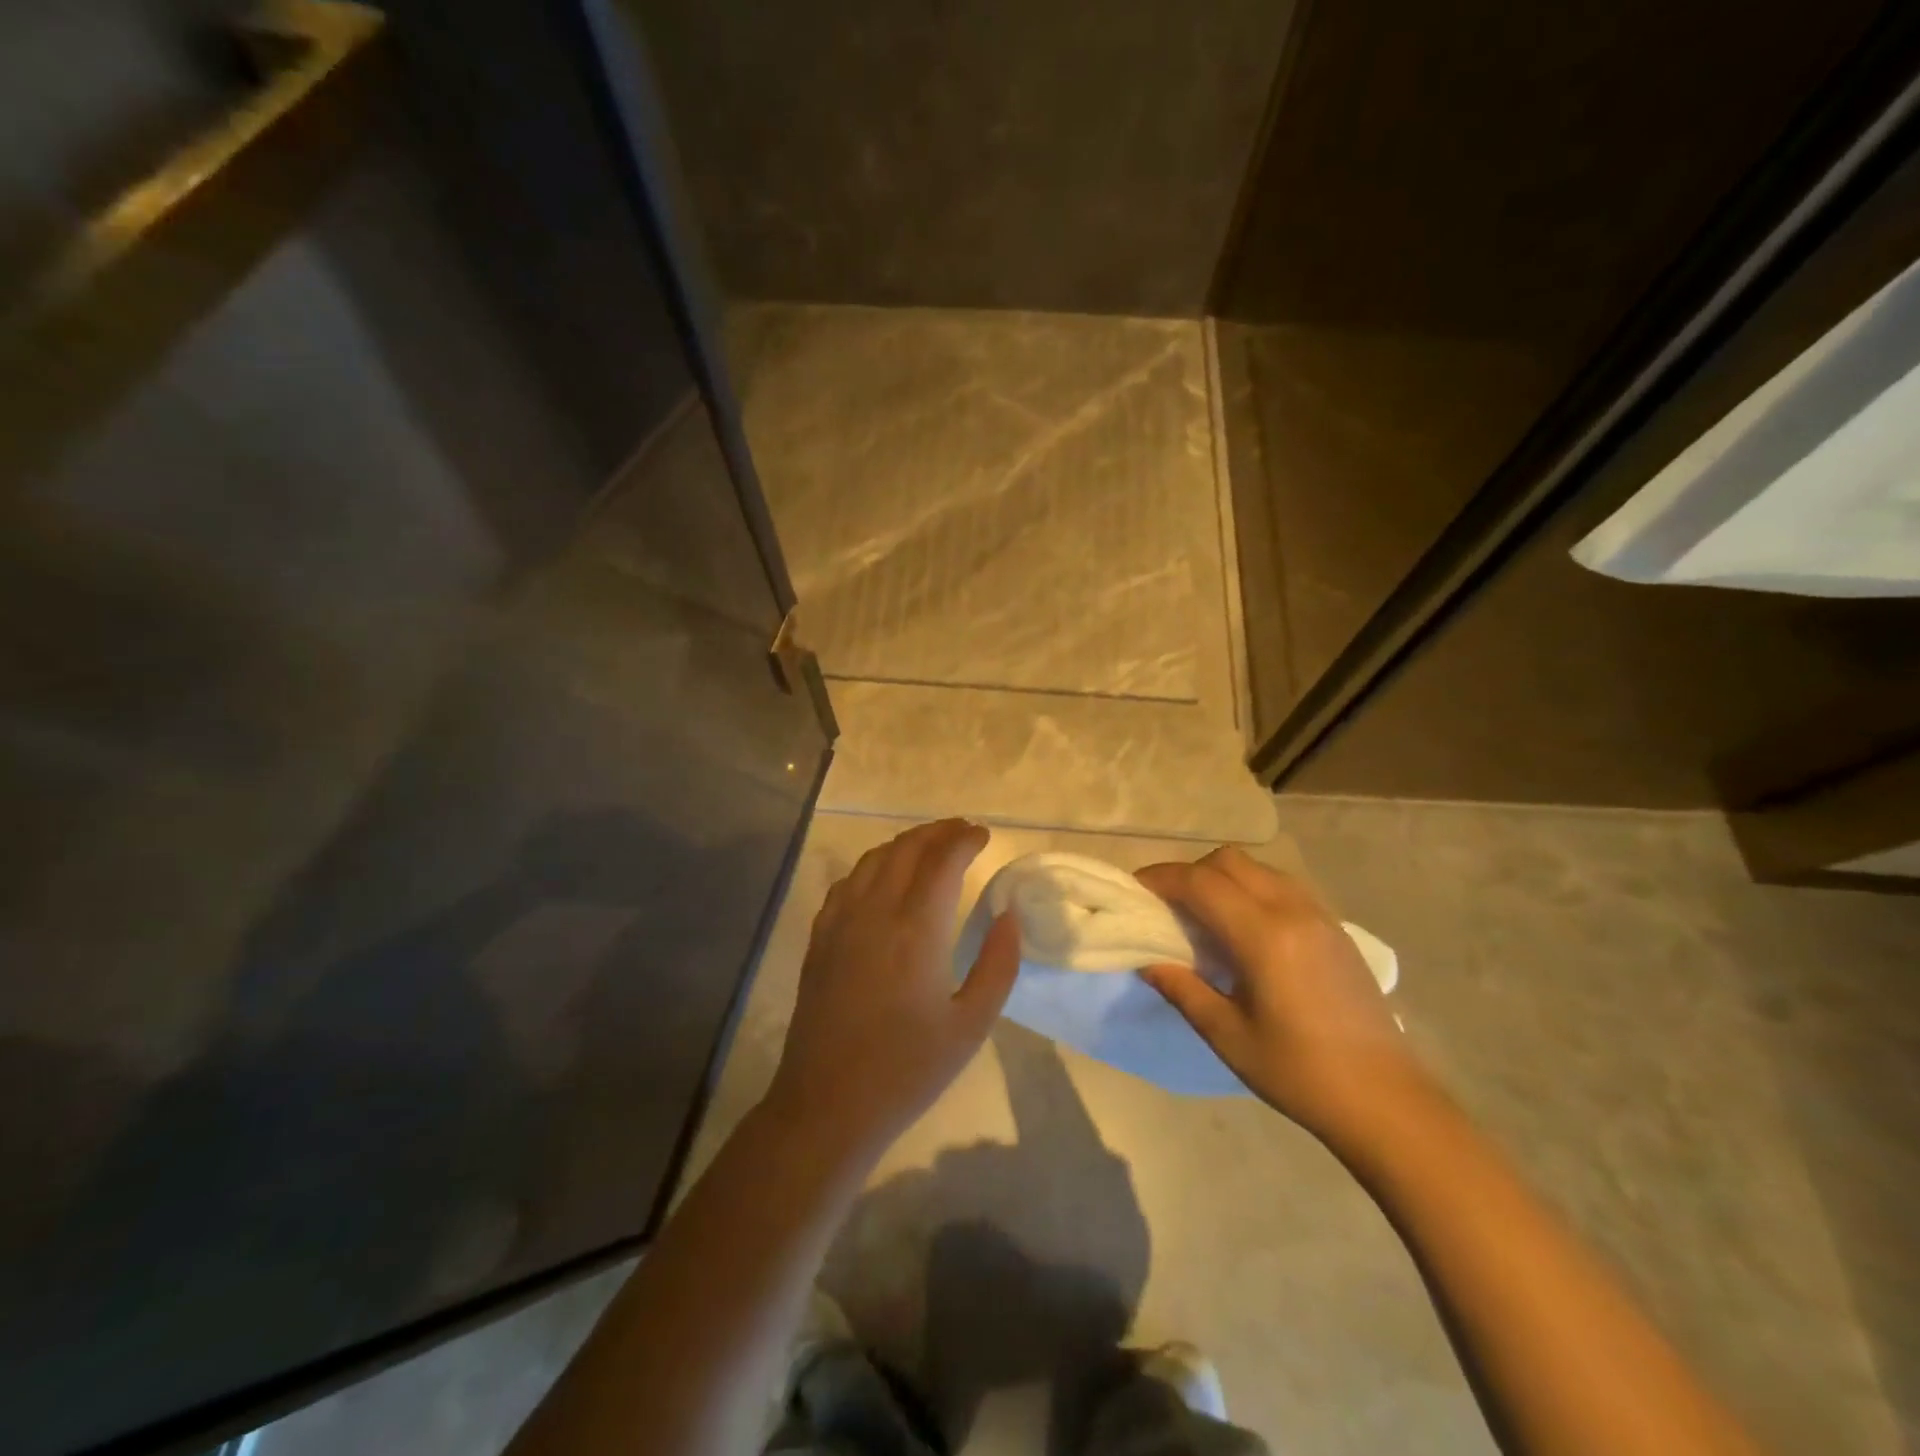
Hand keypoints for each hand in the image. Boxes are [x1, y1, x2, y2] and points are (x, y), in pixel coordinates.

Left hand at [766, 819, 1019, 1160]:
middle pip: (906, 848)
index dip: (964, 840)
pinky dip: (873, 865)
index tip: (984, 835)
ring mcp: (840, 922)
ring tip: (930, 846)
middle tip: (963, 831)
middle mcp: (875, 912)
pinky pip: (847, 882)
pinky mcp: (820, 938)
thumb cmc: (907, 1070)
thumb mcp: (970, 1025)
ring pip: (873, 859)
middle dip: (938, 832)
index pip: (942, 861)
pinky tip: (883, 878)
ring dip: (905, 843)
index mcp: (916, 930)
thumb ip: (998, 965)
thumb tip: (1009, 915)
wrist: (828, 1105)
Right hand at [1135, 847, 1426, 1142]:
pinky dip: (1250, 890)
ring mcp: (1319, 916)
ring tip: (1202, 916)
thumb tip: (1146, 959)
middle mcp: (1292, 911)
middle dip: (1190, 873)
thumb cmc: (1300, 1073)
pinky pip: (1282, 886)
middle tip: (1167, 906)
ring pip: (1258, 868)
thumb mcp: (1227, 1036)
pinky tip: (1243, 930)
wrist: (1387, 1101)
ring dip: (1221, 878)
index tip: (1135, 891)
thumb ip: (1182, 988)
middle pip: (1229, 861)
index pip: (1201, 882)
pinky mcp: (1335, 928)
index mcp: (1264, 936)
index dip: (1162, 878)